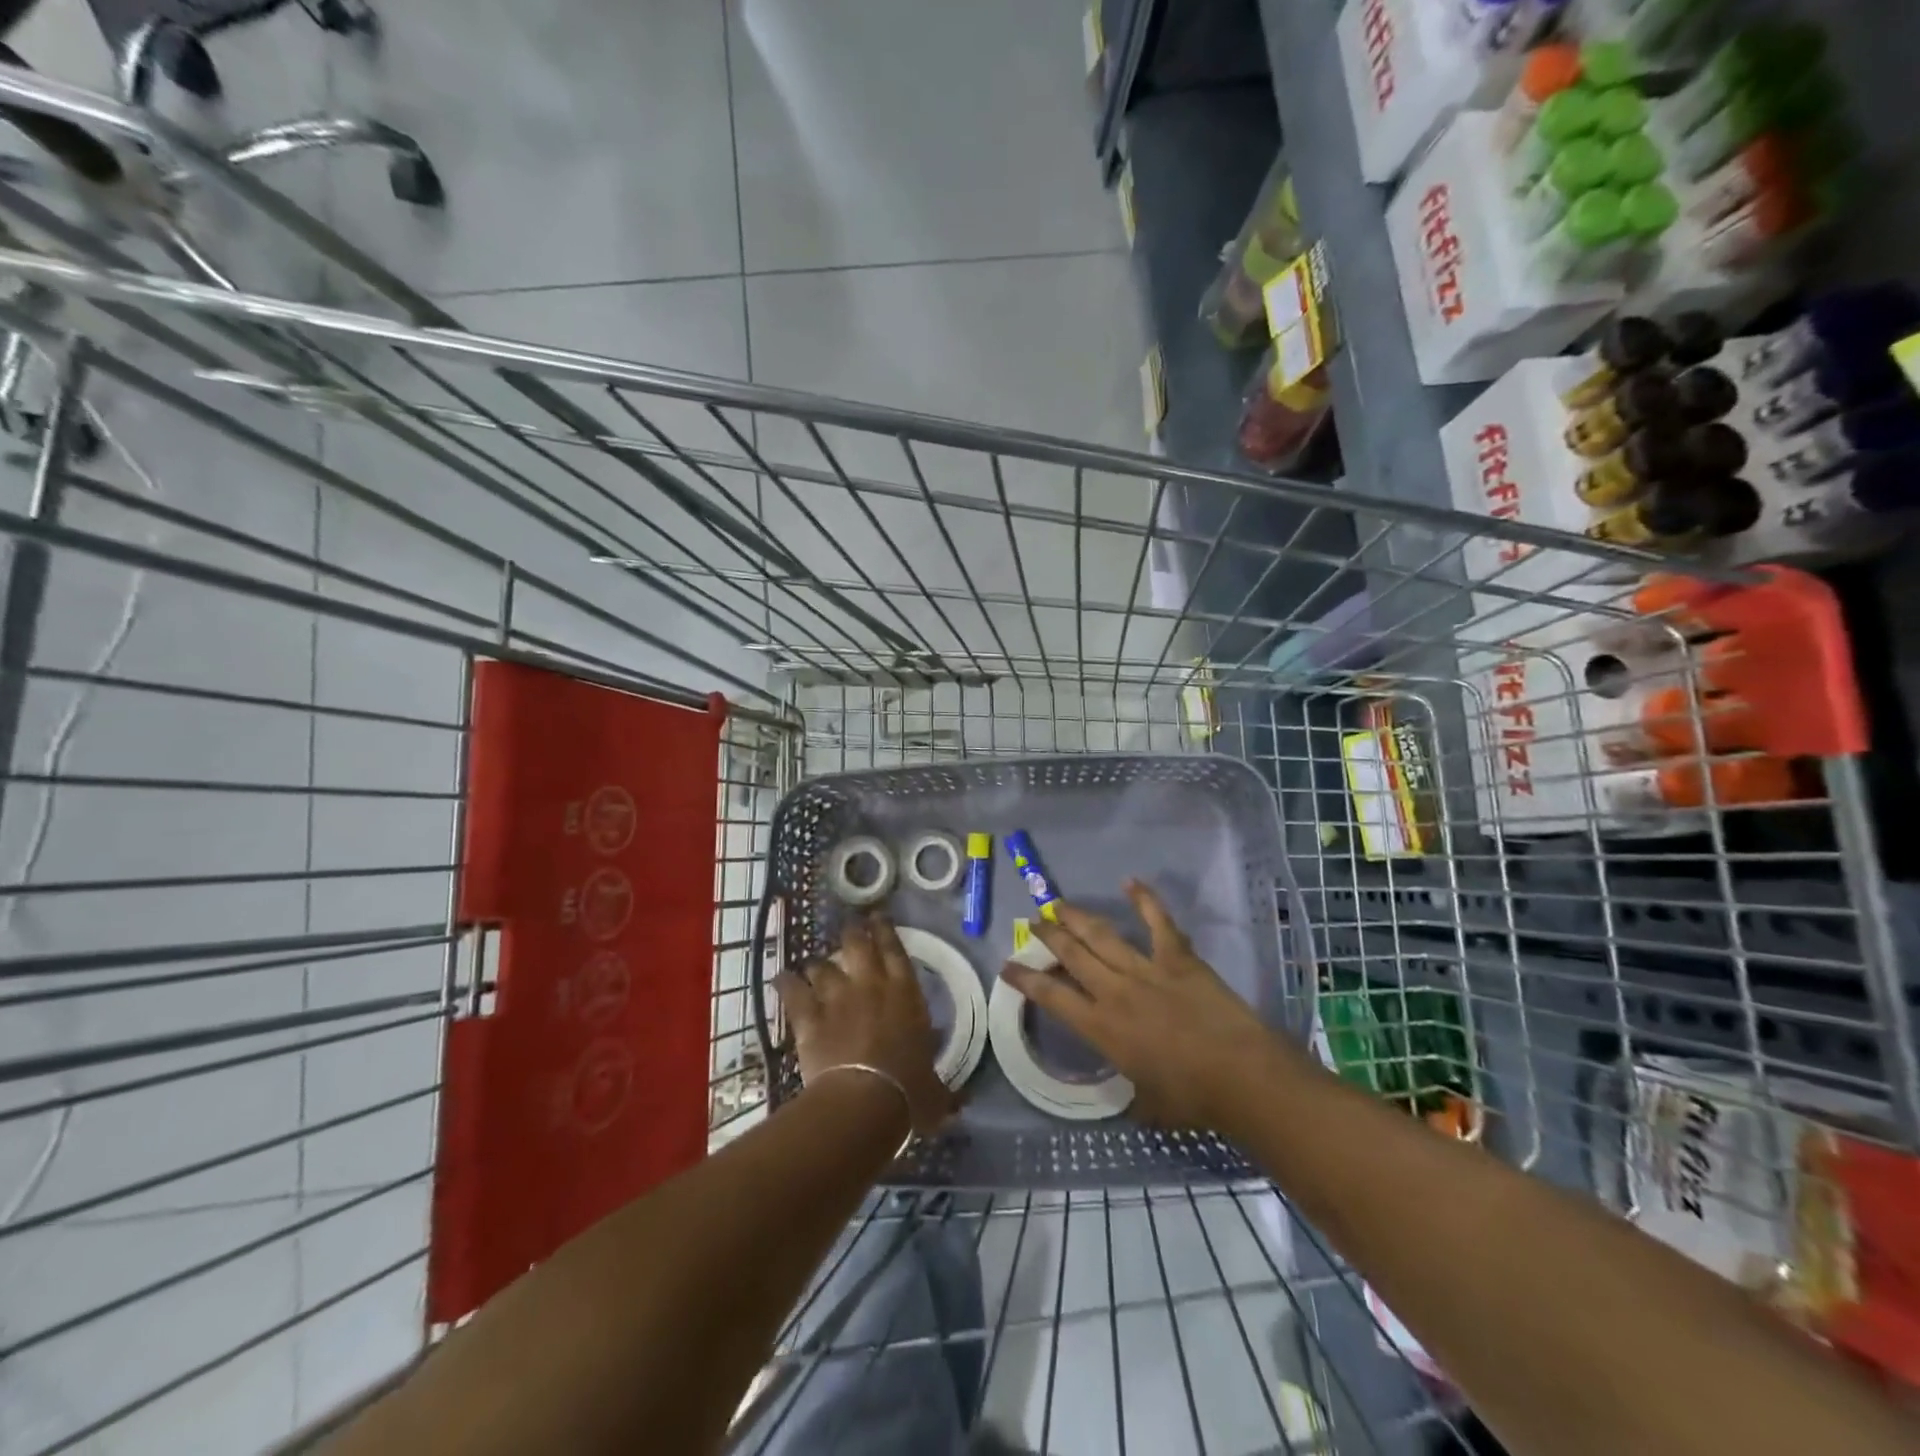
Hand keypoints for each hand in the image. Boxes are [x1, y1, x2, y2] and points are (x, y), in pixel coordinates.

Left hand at [774, 914, 955, 1136]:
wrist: (865, 1100)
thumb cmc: (909, 1091)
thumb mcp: (935, 1091)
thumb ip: (943, 1090)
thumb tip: (960, 1103)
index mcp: (906, 993)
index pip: (895, 949)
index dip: (886, 930)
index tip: (878, 917)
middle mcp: (871, 985)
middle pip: (857, 945)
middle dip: (853, 934)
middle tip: (850, 929)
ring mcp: (837, 998)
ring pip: (822, 966)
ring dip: (819, 966)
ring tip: (815, 967)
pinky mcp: (809, 1017)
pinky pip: (793, 991)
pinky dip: (786, 984)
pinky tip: (781, 979)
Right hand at [1001, 880, 1284, 1132]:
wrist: (1240, 1075)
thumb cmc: (1192, 1098)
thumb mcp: (1149, 1105)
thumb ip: (1134, 1092)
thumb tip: (1134, 1097)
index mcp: (1101, 1028)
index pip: (1051, 996)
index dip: (1025, 979)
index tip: (1007, 965)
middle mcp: (1114, 991)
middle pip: (1071, 954)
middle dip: (1047, 935)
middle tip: (1033, 921)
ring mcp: (1145, 969)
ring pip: (1101, 935)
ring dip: (1077, 918)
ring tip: (1059, 904)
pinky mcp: (1177, 958)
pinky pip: (1158, 922)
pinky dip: (1144, 900)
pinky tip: (1130, 882)